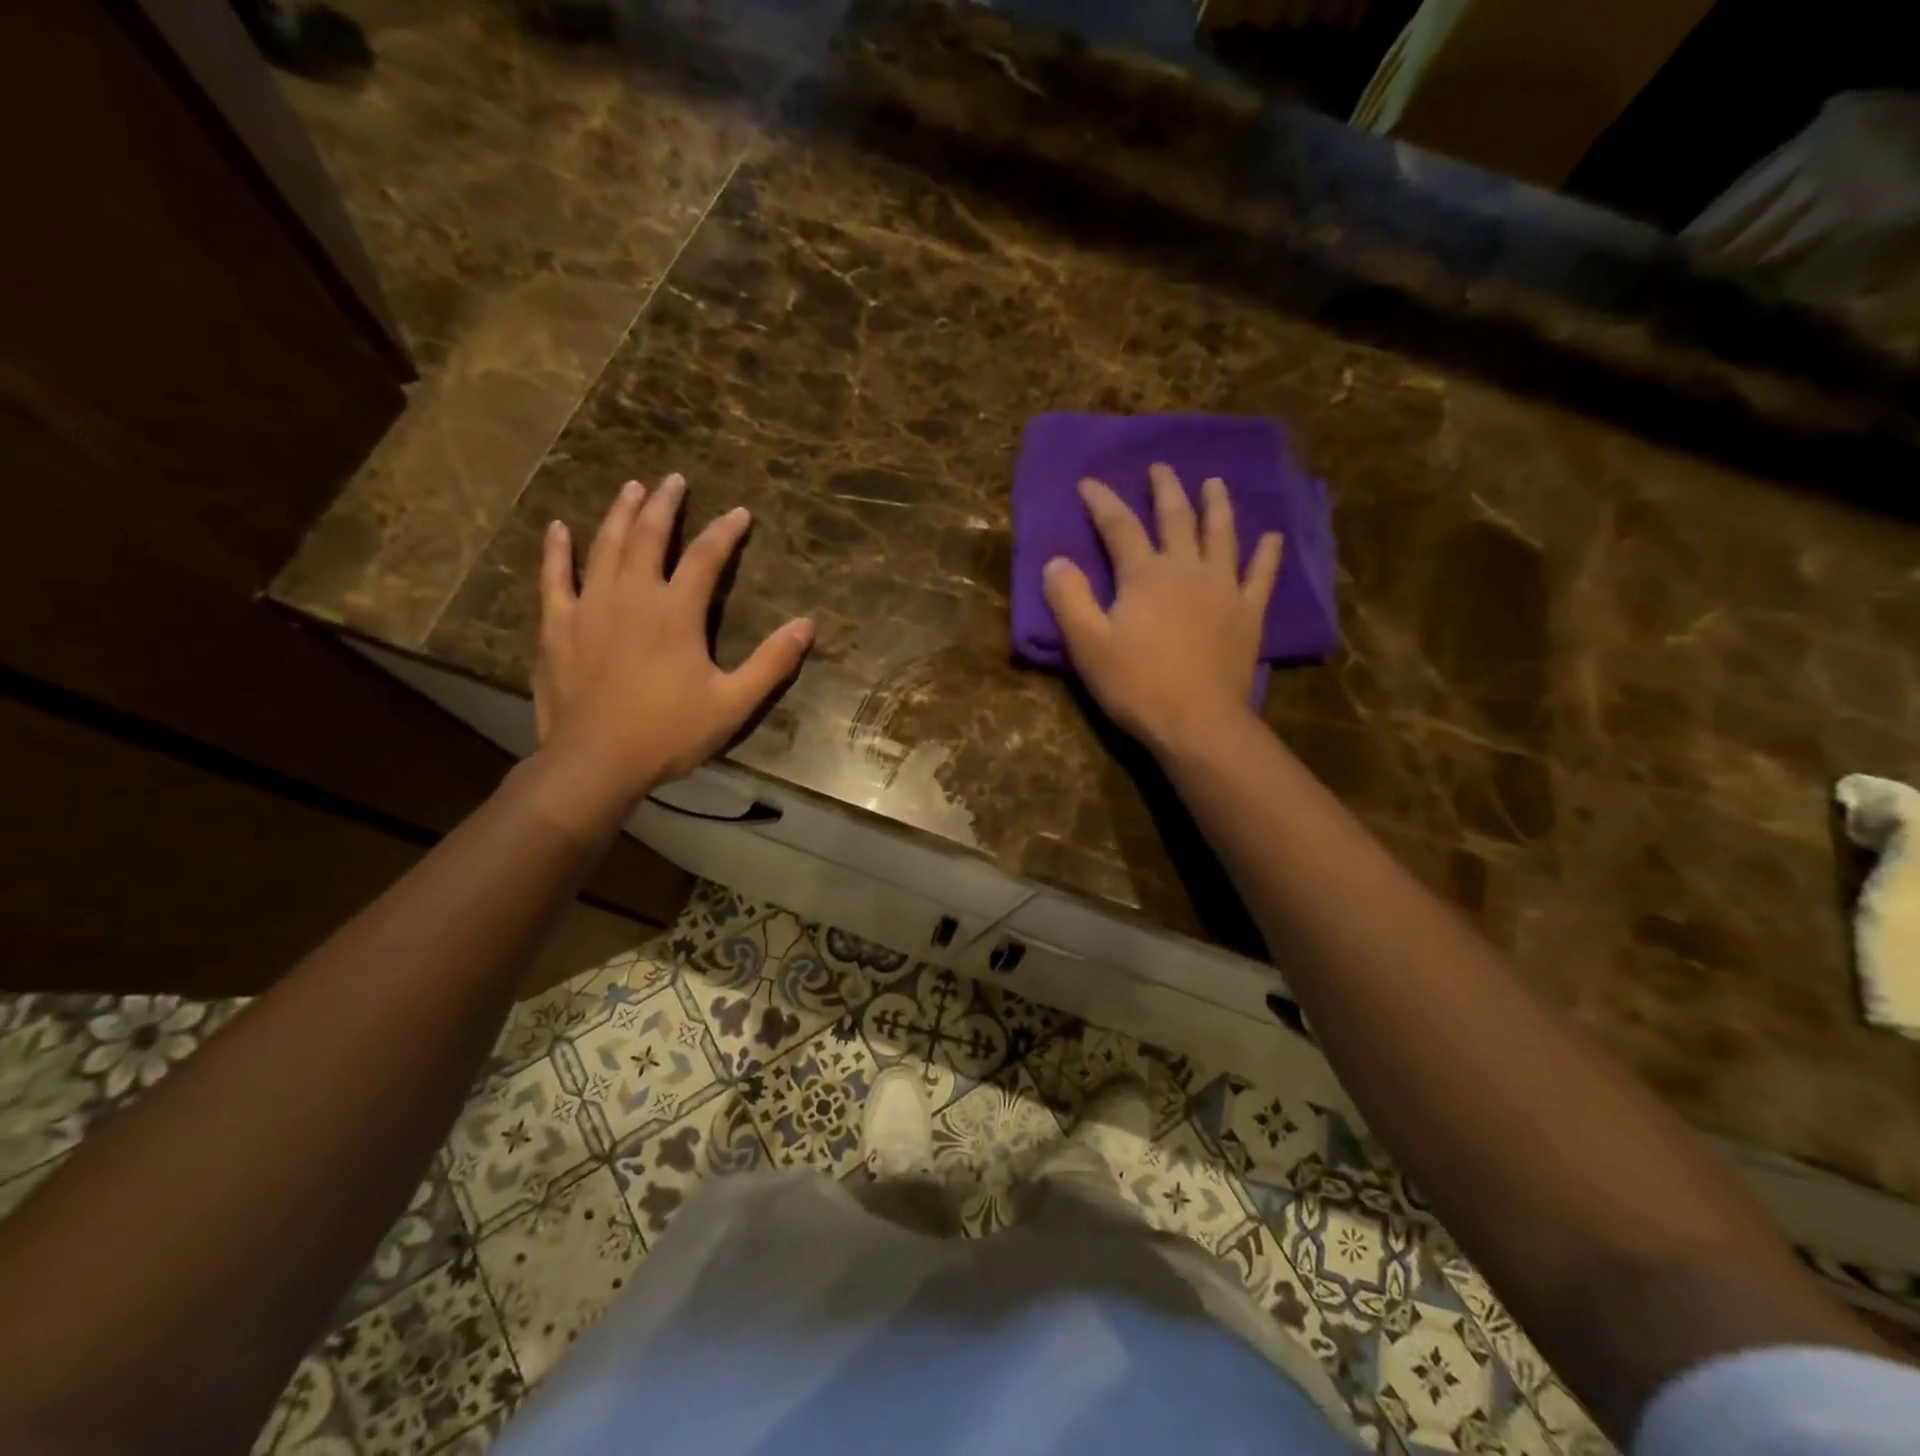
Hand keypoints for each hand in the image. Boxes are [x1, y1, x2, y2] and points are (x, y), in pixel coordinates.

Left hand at [532, 474, 813, 814]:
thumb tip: (806, 625)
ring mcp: (589, 607)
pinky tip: (558, 529)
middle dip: (663, 504)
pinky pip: (555, 577)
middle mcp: (633, 596)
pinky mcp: (558, 626)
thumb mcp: (733, 703)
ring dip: (618, 513)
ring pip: (604, 546)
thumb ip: (772, 663)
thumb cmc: (669, 733)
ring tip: (630, 488)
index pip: (706, 557)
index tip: (740, 513)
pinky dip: (557, 551)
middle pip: (648, 536)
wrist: (596, 762)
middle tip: (673, 480)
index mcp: (677, 613)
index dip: (725, 532)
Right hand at [1042, 462, 1280, 758]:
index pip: (1119, 526)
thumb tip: (1055, 561)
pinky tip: (1271, 537)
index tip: (1088, 482)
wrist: (1197, 721)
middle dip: (1165, 490)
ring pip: (1221, 535)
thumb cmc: (1136, 684)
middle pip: (1176, 518)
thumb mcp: (1087, 645)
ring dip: (1216, 505)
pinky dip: (1266, 554)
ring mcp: (1223, 589)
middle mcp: (1187, 569)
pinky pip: (1261, 576)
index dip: (1102, 501)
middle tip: (1160, 467)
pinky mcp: (1248, 614)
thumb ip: (1069, 599)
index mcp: (1145, 575)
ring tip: (1214, 483)